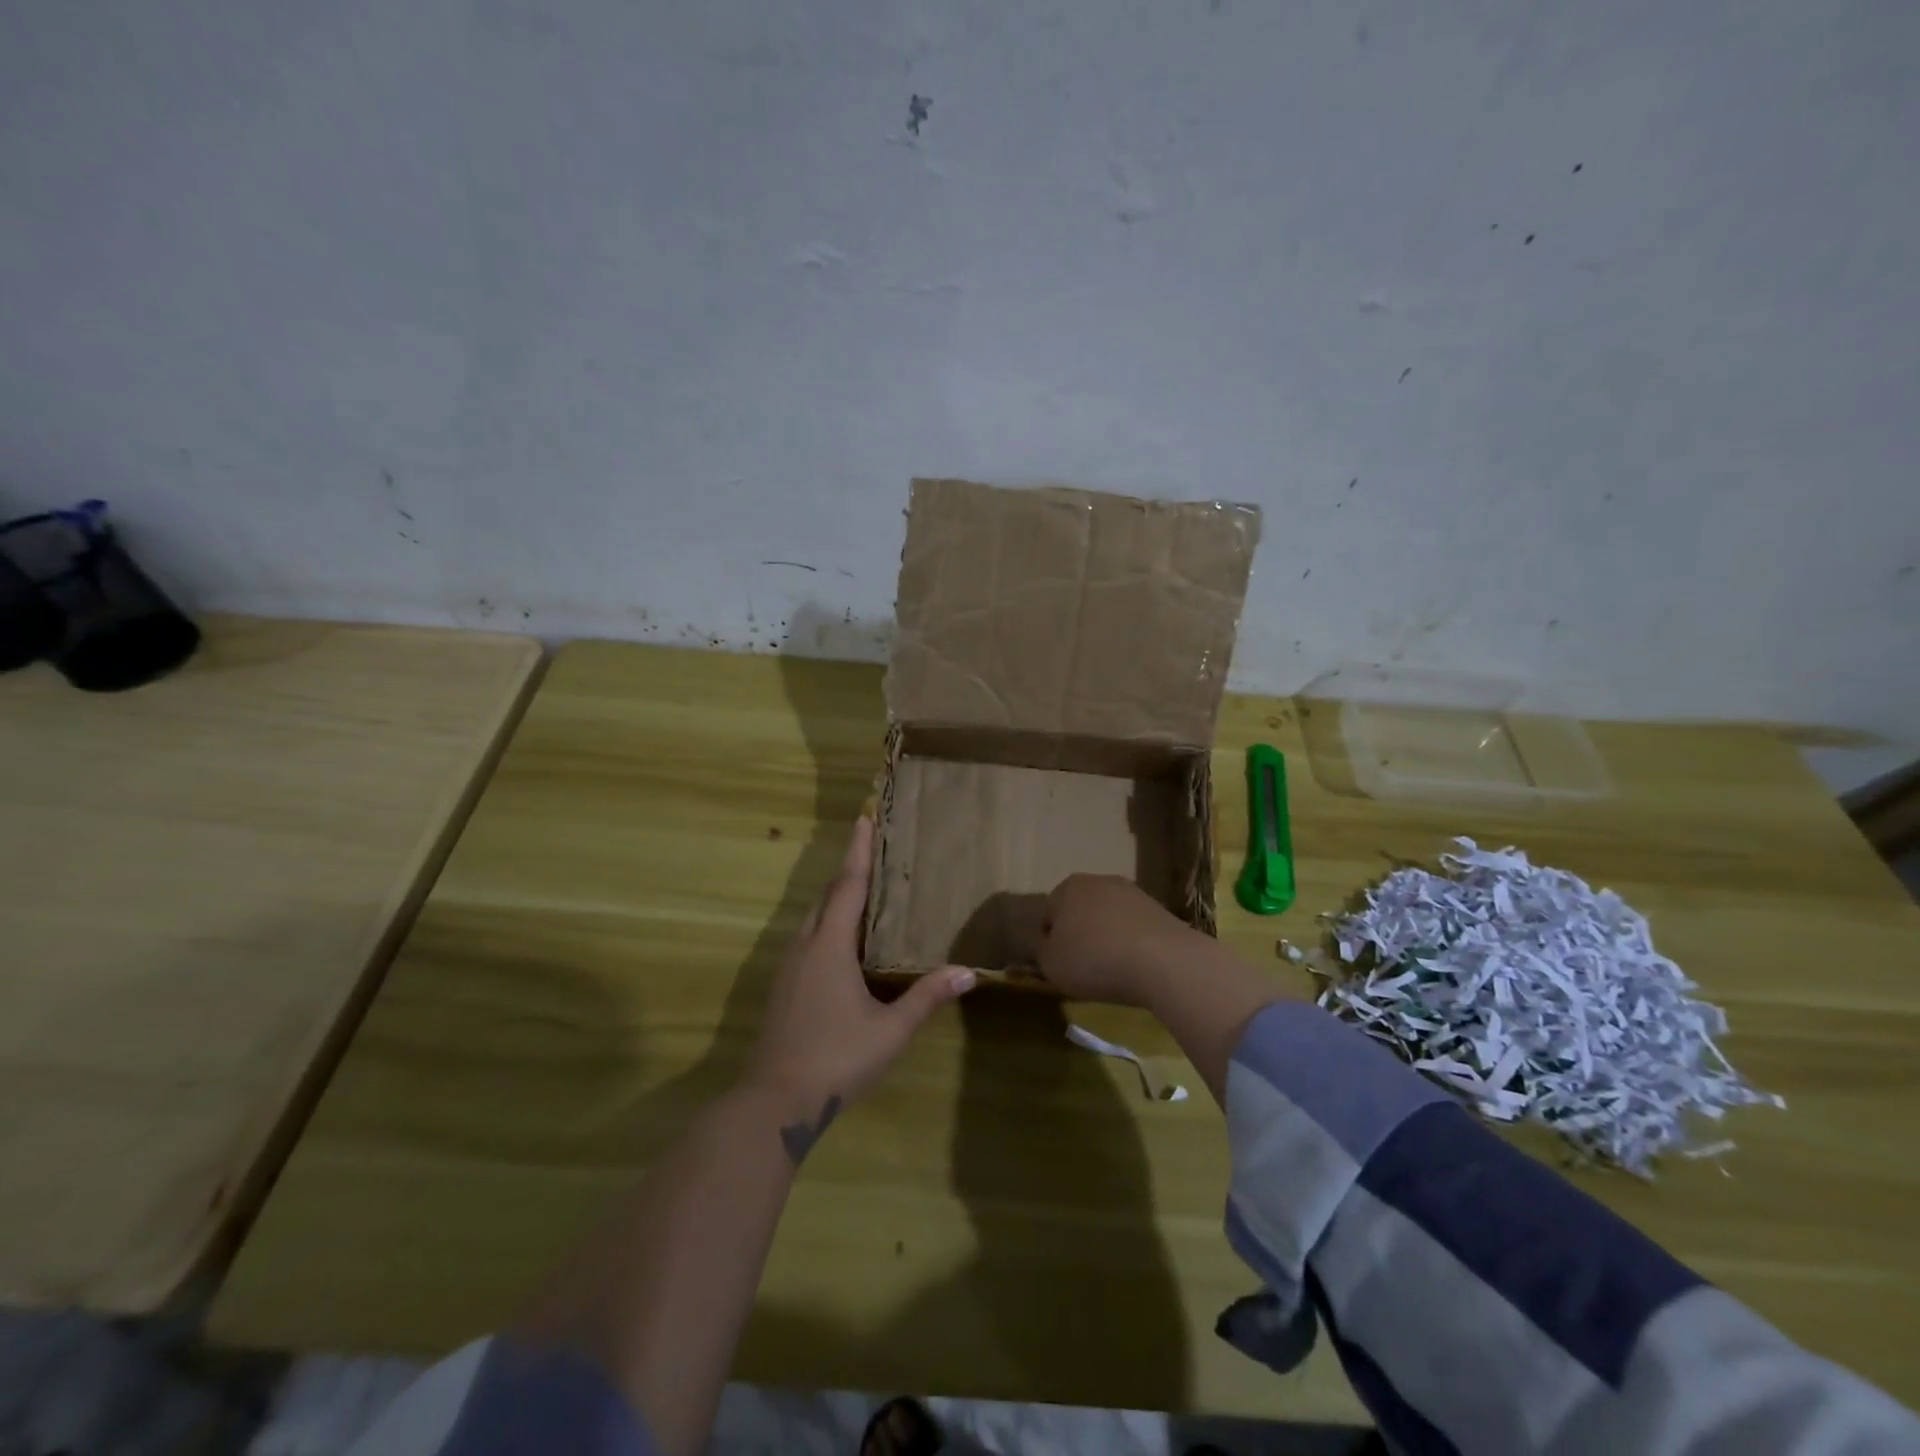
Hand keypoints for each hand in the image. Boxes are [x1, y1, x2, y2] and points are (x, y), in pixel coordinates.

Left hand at [745, 818, 975, 1138]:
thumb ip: (927, 998)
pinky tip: (843, 941)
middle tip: (872, 848)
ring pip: (814, 917)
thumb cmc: (837, 1059)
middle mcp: (806, 946)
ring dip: (836, 897)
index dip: (859, 851)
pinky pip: (808, 937)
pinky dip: (828, 923)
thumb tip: (968, 973)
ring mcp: (789, 966)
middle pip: (828, 896)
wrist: (774, 1101)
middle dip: (849, 870)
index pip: (848, 886)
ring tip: (863, 889)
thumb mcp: (890, 1029)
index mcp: (830, 947)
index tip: (864, 818)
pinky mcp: (783, 986)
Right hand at [1036, 874, 1200, 1004]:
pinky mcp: (1160, 909)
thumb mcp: (1052, 964)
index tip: (1060, 965)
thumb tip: (1049, 946)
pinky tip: (1137, 967)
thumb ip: (1042, 952)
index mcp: (1068, 888)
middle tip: (1084, 967)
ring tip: (1113, 970)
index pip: (1049, 915)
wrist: (1162, 961)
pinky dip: (1132, 944)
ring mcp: (1133, 893)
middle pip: (1081, 911)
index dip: (1050, 942)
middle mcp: (1099, 881)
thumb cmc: (1094, 960)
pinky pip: (1135, 928)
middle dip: (1080, 935)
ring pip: (1109, 918)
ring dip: (1107, 939)